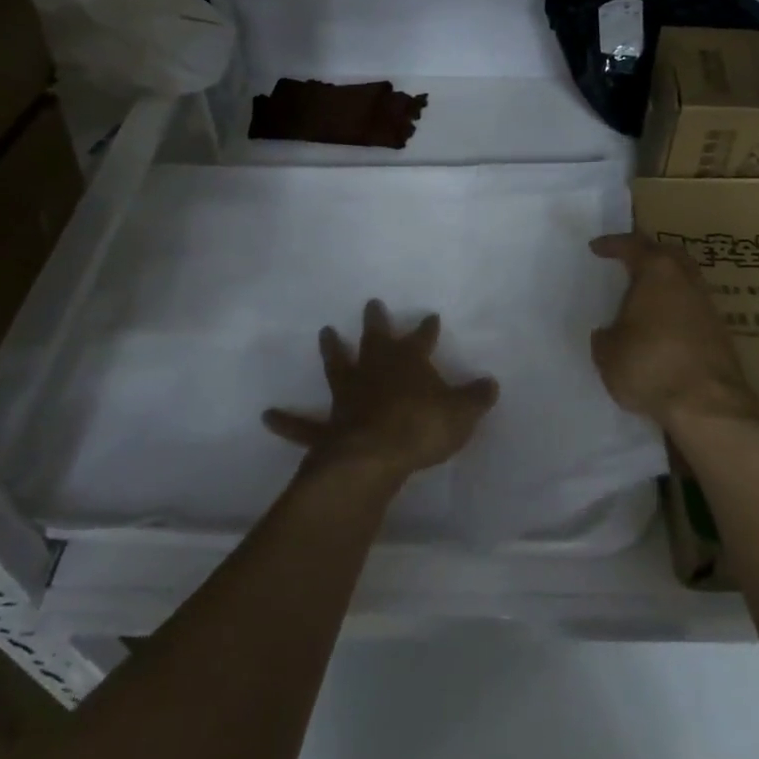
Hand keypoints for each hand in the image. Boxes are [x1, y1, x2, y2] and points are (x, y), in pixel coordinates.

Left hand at [264, 300, 498, 483]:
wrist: (376, 455)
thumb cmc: (422, 428)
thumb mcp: (461, 413)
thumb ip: (475, 398)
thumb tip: (491, 383)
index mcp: (408, 363)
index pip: (421, 339)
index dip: (427, 329)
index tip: (431, 316)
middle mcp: (375, 370)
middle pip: (376, 339)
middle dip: (376, 321)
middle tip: (372, 303)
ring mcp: (348, 396)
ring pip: (338, 366)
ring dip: (332, 350)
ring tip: (325, 332)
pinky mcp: (328, 426)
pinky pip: (303, 425)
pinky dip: (286, 421)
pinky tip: (266, 416)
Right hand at [589, 233, 758, 433]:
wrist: (707, 406)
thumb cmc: (650, 366)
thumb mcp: (608, 353)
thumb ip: (606, 336)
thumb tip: (608, 334)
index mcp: (657, 271)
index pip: (632, 245)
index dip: (612, 245)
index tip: (596, 248)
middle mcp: (686, 279)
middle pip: (667, 254)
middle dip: (648, 254)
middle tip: (628, 262)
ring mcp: (708, 305)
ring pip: (684, 280)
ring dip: (665, 283)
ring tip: (644, 297)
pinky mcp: (721, 332)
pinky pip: (692, 307)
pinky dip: (676, 309)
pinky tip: (663, 326)